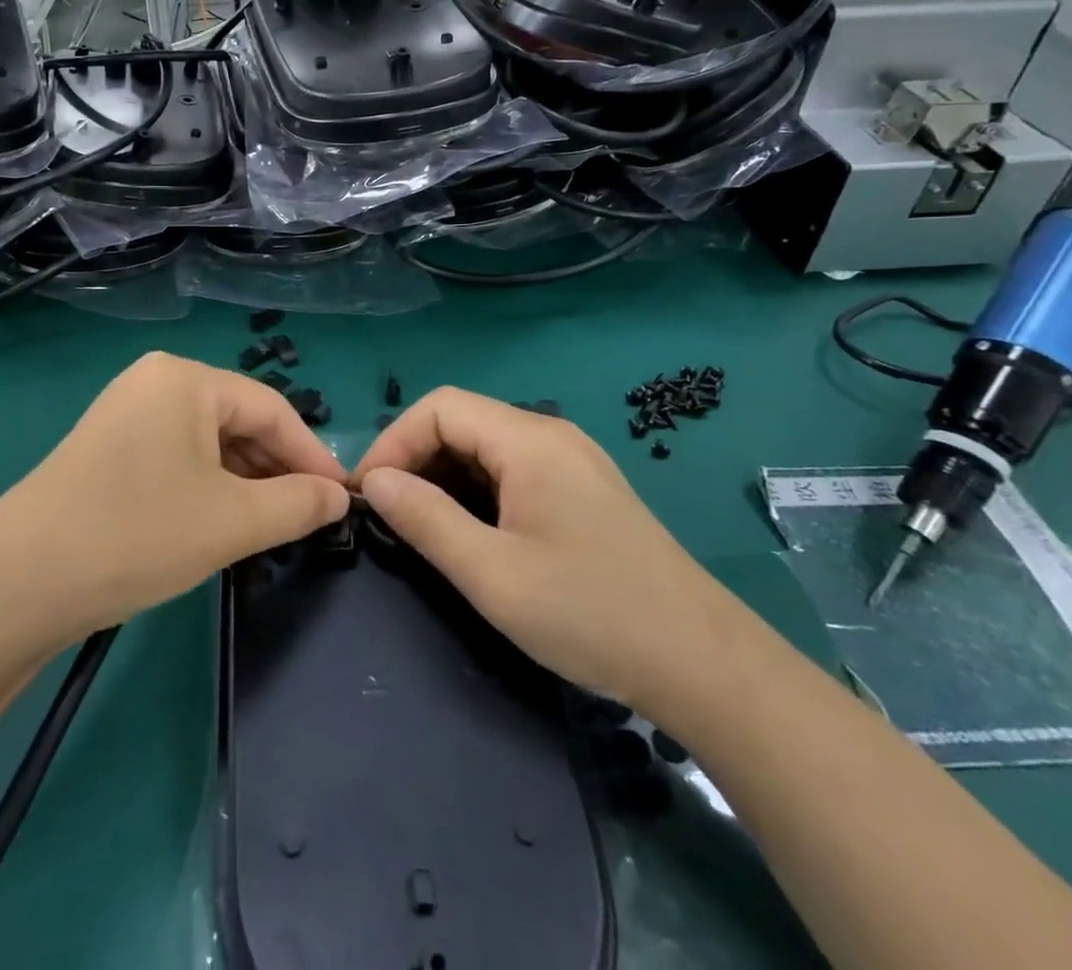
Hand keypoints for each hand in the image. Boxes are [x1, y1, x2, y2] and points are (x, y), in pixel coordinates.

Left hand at [0, 352, 349, 638]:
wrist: (17, 582)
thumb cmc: (137, 533)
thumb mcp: (231, 521)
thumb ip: (297, 504)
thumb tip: (339, 499)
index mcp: (186, 379)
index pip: (271, 408)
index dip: (313, 455)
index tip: (343, 499)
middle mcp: (155, 383)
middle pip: (238, 421)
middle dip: (277, 469)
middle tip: (310, 517)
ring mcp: (126, 414)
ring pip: (208, 443)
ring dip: (245, 482)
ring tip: (273, 526)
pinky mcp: (108, 449)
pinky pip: (178, 458)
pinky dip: (209, 487)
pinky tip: (223, 523)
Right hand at [353, 387, 729, 709]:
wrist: (704, 664)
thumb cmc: (591, 614)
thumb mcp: (492, 574)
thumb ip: (425, 519)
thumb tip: (375, 482)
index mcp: (530, 441)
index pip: (439, 408)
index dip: (394, 442)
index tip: (368, 494)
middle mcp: (551, 434)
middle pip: (462, 420)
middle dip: (415, 458)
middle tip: (388, 513)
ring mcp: (572, 460)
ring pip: (485, 446)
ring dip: (443, 475)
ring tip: (420, 524)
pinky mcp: (583, 487)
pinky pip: (512, 468)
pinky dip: (476, 488)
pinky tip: (470, 529)